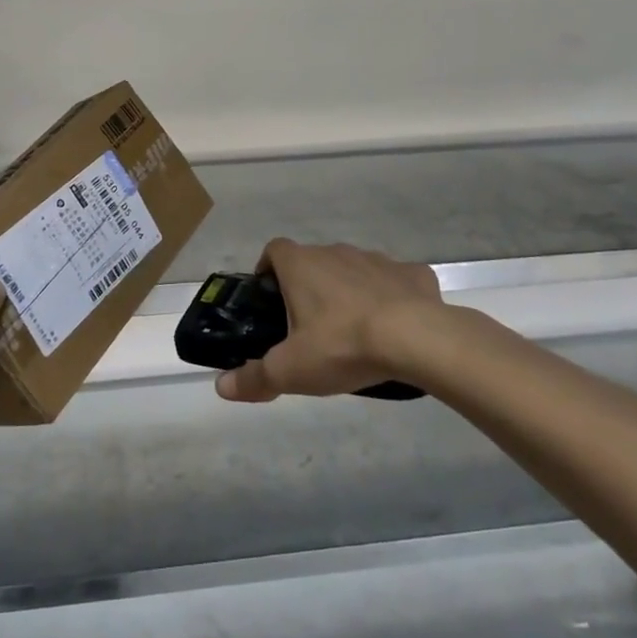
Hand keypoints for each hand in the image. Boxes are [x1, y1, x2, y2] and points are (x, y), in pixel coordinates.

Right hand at [216, 238, 442, 402]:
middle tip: (310, 327)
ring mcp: (377, 259)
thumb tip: (220, 387)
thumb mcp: (291, 370)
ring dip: (349, 291)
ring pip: (353, 270)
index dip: (268, 270)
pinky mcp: (412, 273)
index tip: (270, 299)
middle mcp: (335, 252)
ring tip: (353, 330)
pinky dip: (391, 296)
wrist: (416, 339)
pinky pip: (395, 280)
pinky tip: (396, 327)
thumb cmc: (342, 345)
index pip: (274, 250)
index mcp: (301, 265)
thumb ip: (254, 377)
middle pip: (313, 261)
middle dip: (309, 286)